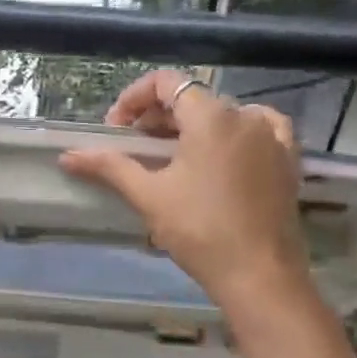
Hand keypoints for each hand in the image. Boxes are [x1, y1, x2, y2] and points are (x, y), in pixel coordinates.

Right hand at [59, 69, 309, 309]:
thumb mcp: (148, 195)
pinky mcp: (288, 160)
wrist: (259, 275)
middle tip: (134, 147)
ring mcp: (271, 137)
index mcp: (210, 117)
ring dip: (191, 125)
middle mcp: (245, 116)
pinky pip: (260, 129)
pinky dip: (235, 132)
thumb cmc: (199, 230)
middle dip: (157, 117)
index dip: (134, 98)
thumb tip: (68, 156)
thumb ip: (109, 167)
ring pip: (223, 114)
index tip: (116, 128)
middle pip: (193, 98)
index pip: (166, 82)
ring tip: (172, 155)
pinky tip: (224, 151)